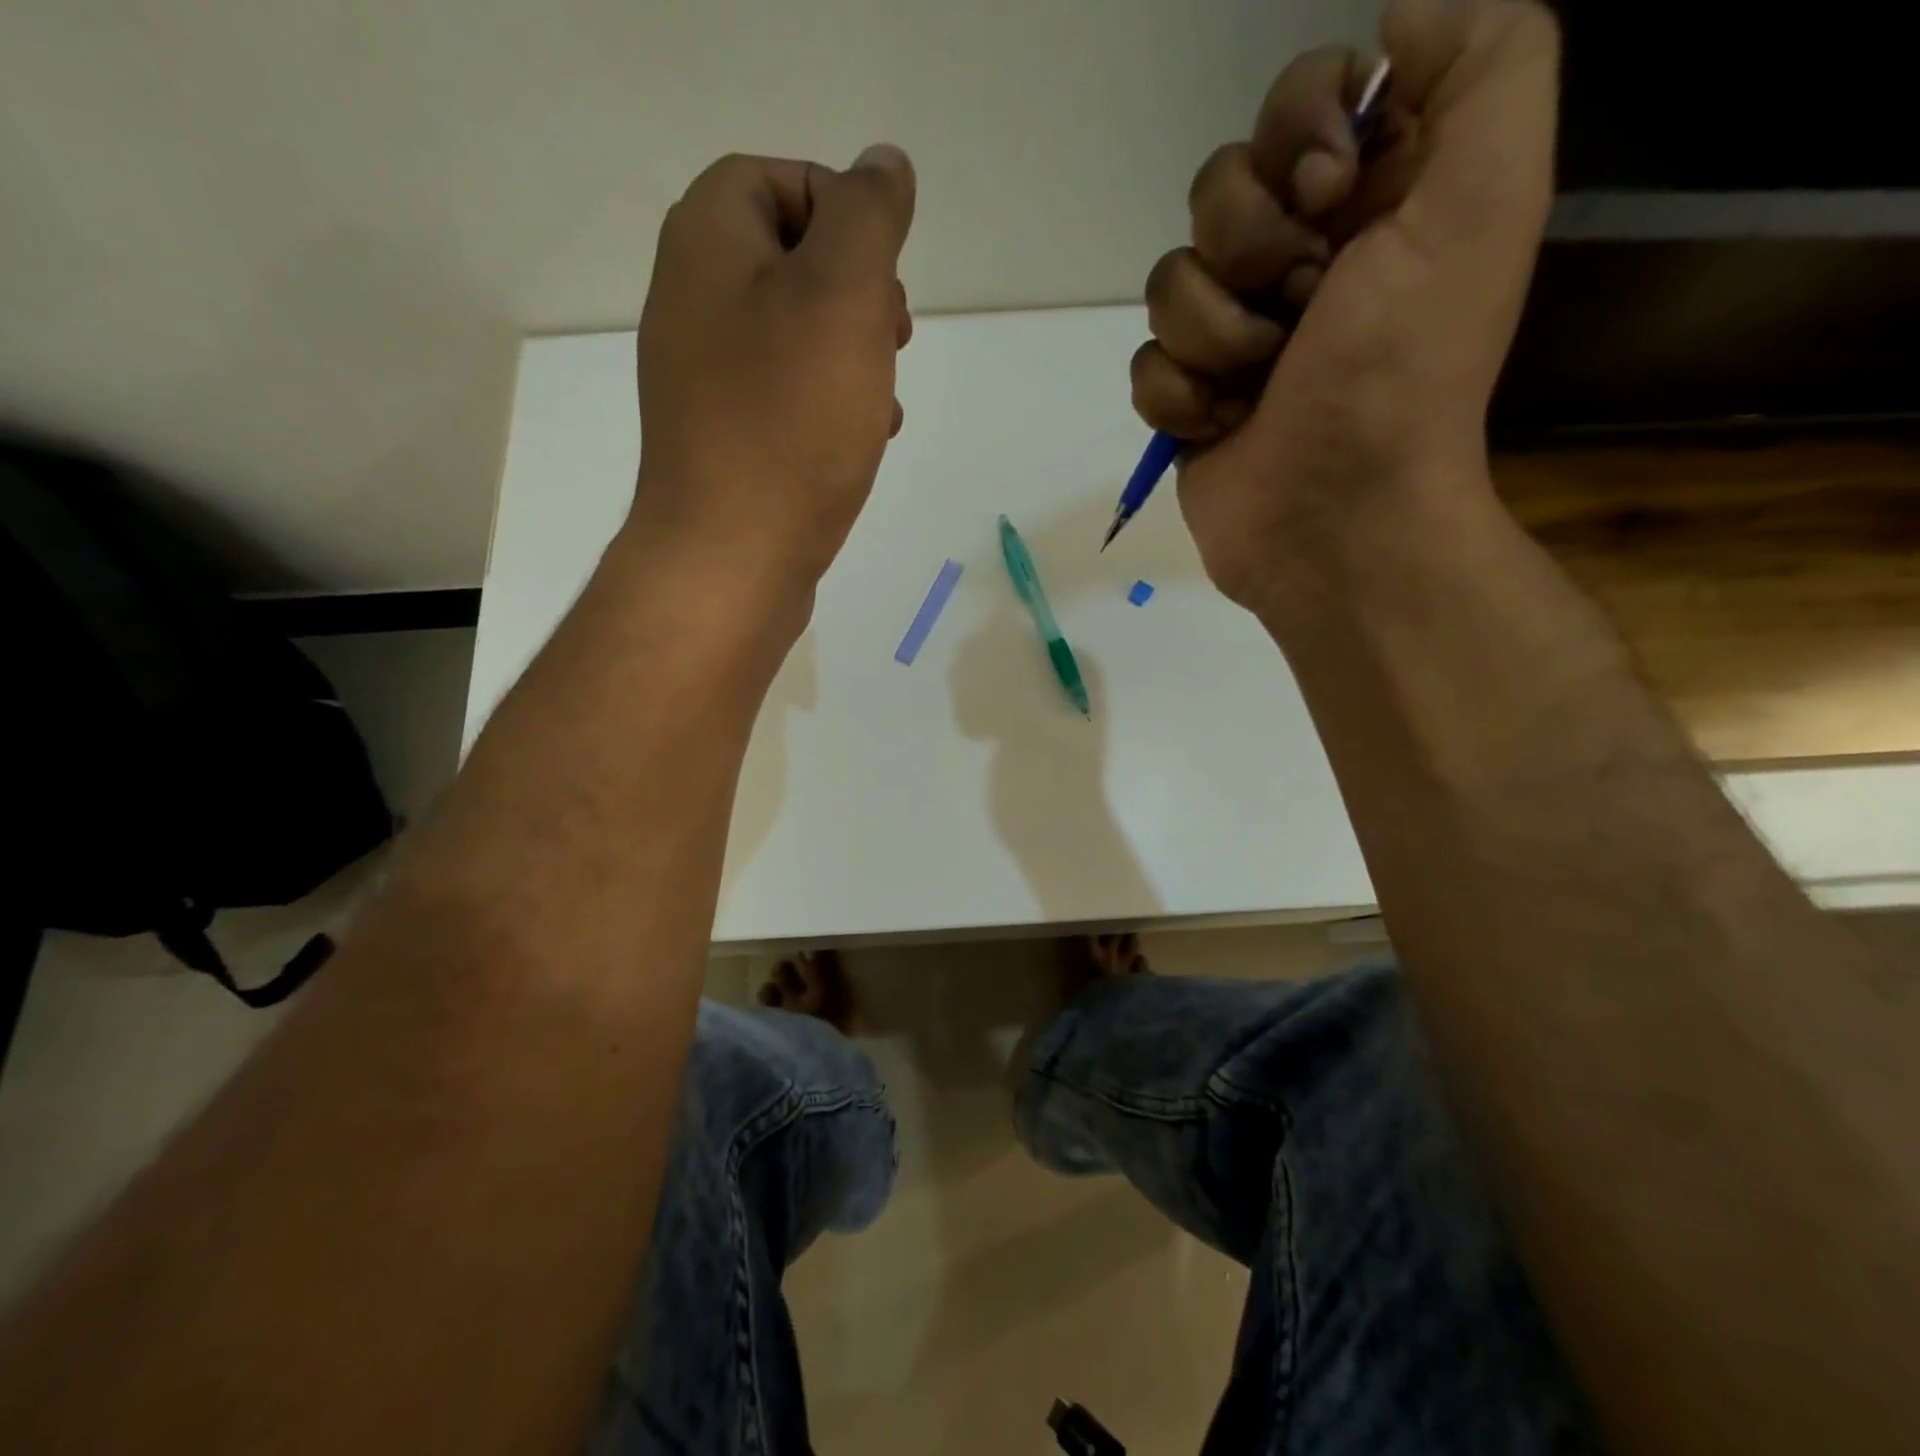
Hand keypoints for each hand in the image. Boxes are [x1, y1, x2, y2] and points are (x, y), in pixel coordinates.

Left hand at [630, 146, 915, 602]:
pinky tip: (863, 439)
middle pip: (786, 259)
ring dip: (852, 354)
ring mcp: (704, 379)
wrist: (732, 558)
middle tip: (892, 336)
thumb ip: (867, 216)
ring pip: (795, 335)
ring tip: (884, 398)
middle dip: (854, 289)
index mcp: (705, 245)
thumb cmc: (789, 423)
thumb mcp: (842, 296)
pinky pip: (786, 396)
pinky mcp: (726, 440)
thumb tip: (883, 166)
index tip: (883, 274)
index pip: (774, 178)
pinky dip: (830, 404)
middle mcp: (691, 303)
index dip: (841, 210)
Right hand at [1132, 0, 1558, 617]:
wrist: (1336, 521)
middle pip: (1215, 191)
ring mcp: (1234, 335)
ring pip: (1168, 283)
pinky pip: (1146, 365)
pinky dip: (1180, 399)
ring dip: (1215, 340)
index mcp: (1371, 199)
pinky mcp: (1188, 399)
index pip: (1297, 101)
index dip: (1296, 141)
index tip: (1329, 202)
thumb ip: (1485, 64)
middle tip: (1300, 316)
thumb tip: (1396, 13)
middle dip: (1250, 255)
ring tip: (1260, 388)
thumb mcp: (1483, 202)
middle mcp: (1299, 258)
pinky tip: (1222, 428)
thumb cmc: (1401, 377)